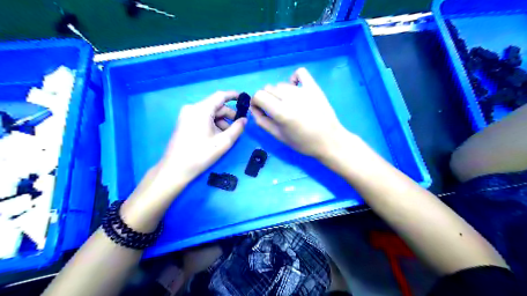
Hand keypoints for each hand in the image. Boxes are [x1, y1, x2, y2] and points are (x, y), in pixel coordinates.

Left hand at [157, 90, 246, 186]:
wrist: (175, 169)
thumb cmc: (200, 155)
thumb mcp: (223, 142)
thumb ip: (237, 128)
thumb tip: (244, 120)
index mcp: (201, 110)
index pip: (220, 96)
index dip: (234, 96)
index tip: (245, 99)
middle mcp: (192, 108)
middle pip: (215, 106)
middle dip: (229, 115)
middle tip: (238, 127)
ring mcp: (186, 115)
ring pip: (210, 113)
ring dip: (221, 122)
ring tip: (227, 136)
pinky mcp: (184, 123)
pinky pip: (202, 118)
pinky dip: (212, 124)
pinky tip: (217, 137)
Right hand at [250, 67, 345, 158]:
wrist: (329, 140)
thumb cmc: (303, 142)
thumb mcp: (279, 136)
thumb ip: (262, 121)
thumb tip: (254, 108)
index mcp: (281, 111)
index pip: (258, 95)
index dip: (256, 102)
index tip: (261, 110)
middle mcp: (290, 98)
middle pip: (268, 88)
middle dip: (267, 98)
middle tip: (275, 110)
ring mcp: (303, 90)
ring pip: (281, 84)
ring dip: (279, 93)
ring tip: (288, 104)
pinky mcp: (314, 87)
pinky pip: (299, 73)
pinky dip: (294, 78)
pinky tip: (295, 88)